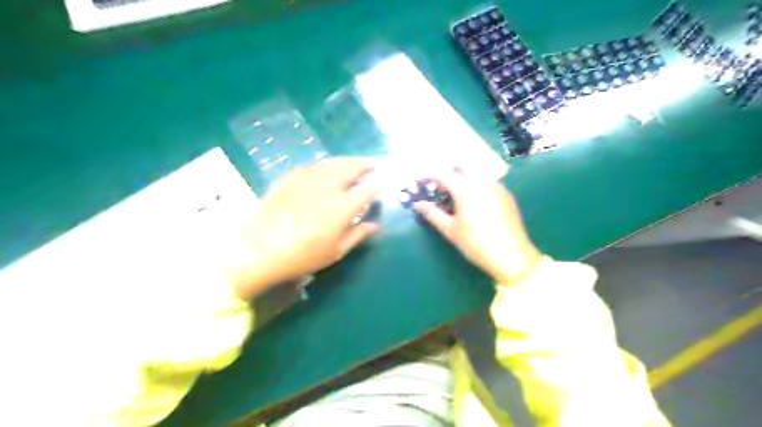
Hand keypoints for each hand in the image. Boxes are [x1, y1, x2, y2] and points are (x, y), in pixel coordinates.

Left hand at [228, 156, 379, 300]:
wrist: (258, 250)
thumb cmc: (302, 256)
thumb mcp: (335, 252)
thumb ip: (357, 235)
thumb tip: (374, 225)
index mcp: (341, 207)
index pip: (366, 191)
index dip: (377, 186)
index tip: (383, 183)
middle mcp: (327, 187)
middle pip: (350, 168)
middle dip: (365, 164)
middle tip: (373, 163)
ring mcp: (307, 180)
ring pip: (332, 163)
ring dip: (347, 161)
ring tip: (354, 162)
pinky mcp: (289, 179)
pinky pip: (312, 166)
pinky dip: (324, 165)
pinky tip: (325, 169)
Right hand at [415, 168, 544, 284]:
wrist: (512, 256)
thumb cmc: (476, 243)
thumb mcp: (450, 230)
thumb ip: (432, 213)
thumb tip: (417, 204)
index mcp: (466, 189)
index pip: (443, 174)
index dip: (429, 175)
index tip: (420, 180)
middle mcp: (482, 182)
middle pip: (463, 165)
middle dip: (449, 171)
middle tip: (440, 186)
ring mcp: (497, 187)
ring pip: (477, 172)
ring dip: (464, 176)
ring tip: (456, 195)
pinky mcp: (506, 195)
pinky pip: (488, 181)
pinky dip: (476, 183)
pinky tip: (474, 201)